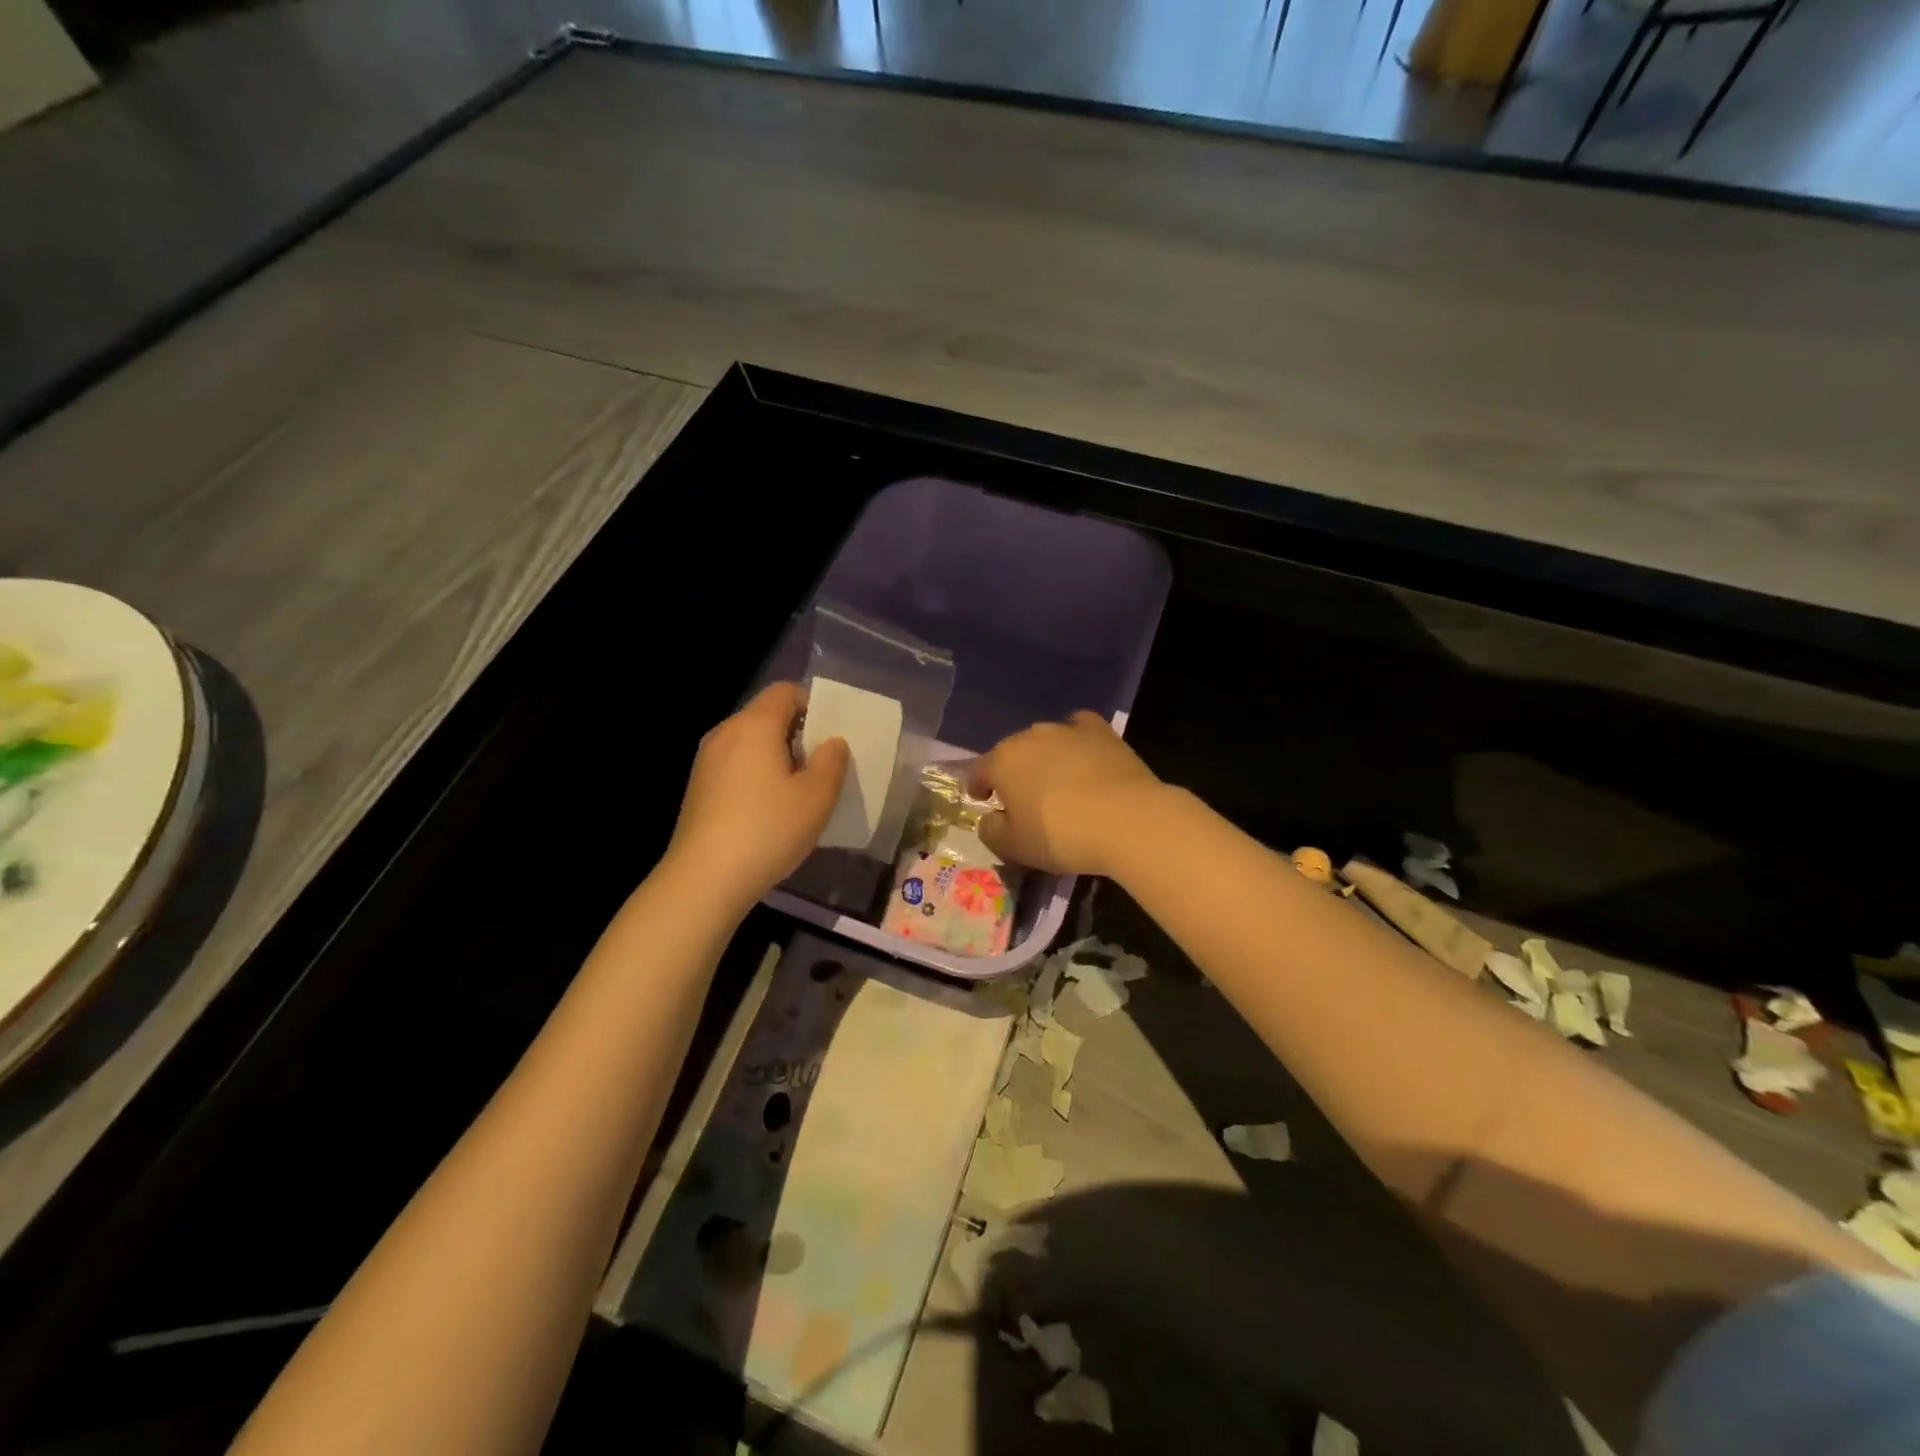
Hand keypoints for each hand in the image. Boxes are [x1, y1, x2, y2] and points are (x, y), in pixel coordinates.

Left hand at [665, 683, 849, 907]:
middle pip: (766, 716)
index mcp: (754, 725)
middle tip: (822, 766)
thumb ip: (832, 762)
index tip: (831, 736)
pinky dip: (756, 775)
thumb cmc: (768, 829)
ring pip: (750, 743)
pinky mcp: (698, 788)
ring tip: (798, 791)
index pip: (785, 691)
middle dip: (797, 734)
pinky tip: (769, 810)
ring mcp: (706, 761)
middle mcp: (725, 733)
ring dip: (777, 757)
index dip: (813, 704)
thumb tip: (832, 742)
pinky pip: (735, 765)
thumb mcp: (817, 797)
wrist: (704, 879)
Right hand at [970, 711, 1164, 876]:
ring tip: (1055, 781)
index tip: (981, 799)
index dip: (978, 786)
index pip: (979, 771)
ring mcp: (1067, 729)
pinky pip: (1079, 730)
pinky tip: (1083, 756)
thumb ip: (990, 831)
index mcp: (1002, 761)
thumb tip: (990, 818)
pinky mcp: (1101, 731)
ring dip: (1044, 759)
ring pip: (1045, 741)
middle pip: (1013, 753)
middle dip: (1013, 773)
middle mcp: (1030, 736)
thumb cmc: (1061, 836)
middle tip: (1022, 798)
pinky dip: (1076, 741)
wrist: (1127, 820)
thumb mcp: (1014, 847)